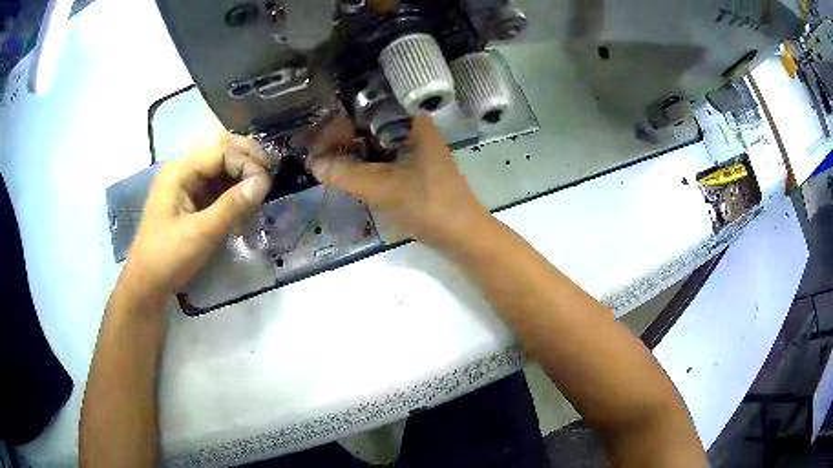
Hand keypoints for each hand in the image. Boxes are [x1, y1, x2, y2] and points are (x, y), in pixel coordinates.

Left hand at [122, 132, 271, 297]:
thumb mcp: (201, 233)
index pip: (221, 151)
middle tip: (270, 176)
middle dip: (247, 161)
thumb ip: (232, 205)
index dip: (246, 162)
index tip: (266, 184)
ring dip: (242, 176)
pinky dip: (233, 193)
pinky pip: (217, 188)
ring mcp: (186, 187)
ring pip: (221, 170)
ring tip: (262, 190)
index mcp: (180, 171)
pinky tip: (246, 205)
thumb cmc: (168, 257)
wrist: (147, 286)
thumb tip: (264, 181)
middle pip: (221, 153)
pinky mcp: (190, 203)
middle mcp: (183, 171)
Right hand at [307, 115, 489, 246]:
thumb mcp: (383, 189)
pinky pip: (382, 157)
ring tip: (326, 167)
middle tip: (317, 160)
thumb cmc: (428, 205)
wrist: (463, 235)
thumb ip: (345, 174)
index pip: (363, 111)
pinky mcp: (414, 164)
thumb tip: (313, 163)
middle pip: (367, 125)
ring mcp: (415, 146)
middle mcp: (413, 127)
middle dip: (340, 141)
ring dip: (350, 154)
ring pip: (373, 142)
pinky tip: (347, 174)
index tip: (316, 149)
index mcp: (411, 121)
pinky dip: (363, 164)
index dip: (336, 128)